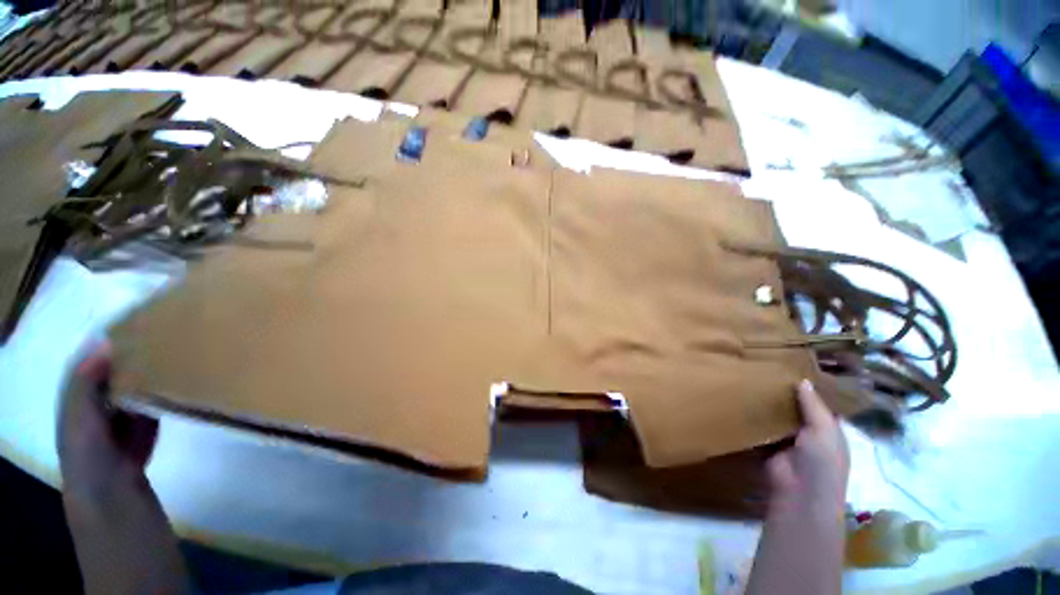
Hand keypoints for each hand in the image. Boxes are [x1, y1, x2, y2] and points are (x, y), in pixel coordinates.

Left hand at [57, 343, 158, 500]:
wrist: (113, 502)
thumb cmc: (90, 458)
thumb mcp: (78, 420)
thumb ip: (85, 385)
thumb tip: (104, 343)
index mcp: (75, 406)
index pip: (88, 369)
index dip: (103, 349)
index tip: (132, 329)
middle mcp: (94, 414)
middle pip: (112, 382)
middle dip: (129, 363)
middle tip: (157, 345)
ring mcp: (119, 428)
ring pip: (132, 396)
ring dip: (146, 382)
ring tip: (168, 363)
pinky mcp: (140, 439)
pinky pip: (148, 412)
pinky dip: (158, 401)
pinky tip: (173, 392)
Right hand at [765, 379, 848, 514]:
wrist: (799, 492)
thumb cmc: (822, 460)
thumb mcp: (824, 429)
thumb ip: (814, 405)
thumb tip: (803, 380)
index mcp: (829, 429)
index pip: (822, 405)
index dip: (812, 389)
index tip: (797, 368)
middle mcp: (809, 432)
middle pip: (797, 408)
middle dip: (786, 393)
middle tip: (768, 369)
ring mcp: (787, 439)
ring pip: (777, 416)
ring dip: (768, 404)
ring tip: (753, 379)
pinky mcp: (767, 444)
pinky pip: (760, 426)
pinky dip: (754, 416)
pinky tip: (743, 398)